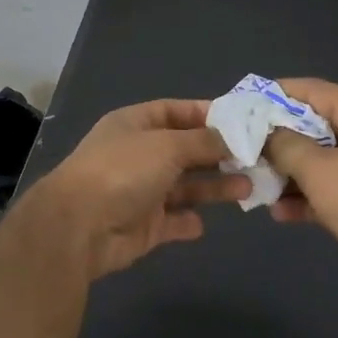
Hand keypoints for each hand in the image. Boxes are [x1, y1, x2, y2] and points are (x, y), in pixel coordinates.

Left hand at [29, 100, 249, 278]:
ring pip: (184, 186)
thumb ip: (202, 141)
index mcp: (135, 124)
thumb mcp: (167, 145)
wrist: (80, 227)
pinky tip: (205, 222)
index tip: (241, 121)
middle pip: (184, 150)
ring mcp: (140, 191)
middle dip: (218, 154)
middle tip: (256, 158)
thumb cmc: (123, 171)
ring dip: (214, 187)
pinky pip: (173, 220)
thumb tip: (230, 137)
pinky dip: (188, 221)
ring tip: (248, 188)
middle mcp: (138, 154)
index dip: (205, 114)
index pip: (174, 111)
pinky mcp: (144, 226)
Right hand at [261, 79, 337, 298]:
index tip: (243, 105)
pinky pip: (334, 187)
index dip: (274, 94)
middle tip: (243, 148)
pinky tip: (281, 213)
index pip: (310, 90)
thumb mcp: (318, 170)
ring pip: (322, 159)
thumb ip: (285, 145)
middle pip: (313, 125)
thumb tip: (266, 133)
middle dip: (277, 139)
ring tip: (256, 184)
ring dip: (290, 172)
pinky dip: (310, 195)